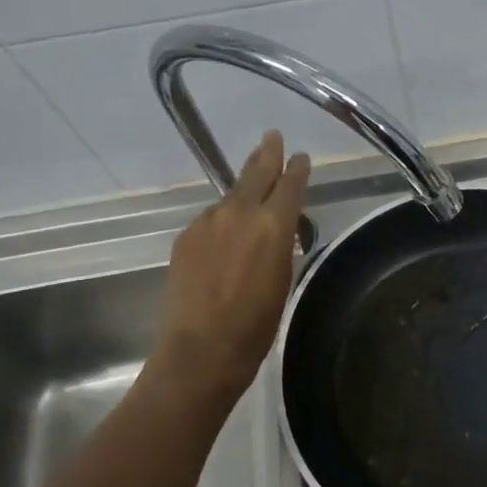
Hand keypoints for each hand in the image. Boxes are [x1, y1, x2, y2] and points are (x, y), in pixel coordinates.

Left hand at [154, 132, 309, 405]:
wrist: (202, 349)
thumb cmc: (257, 324)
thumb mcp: (283, 279)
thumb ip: (281, 245)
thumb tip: (276, 229)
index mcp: (273, 226)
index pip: (289, 184)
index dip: (296, 169)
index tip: (300, 157)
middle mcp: (238, 213)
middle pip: (255, 173)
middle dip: (266, 154)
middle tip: (271, 137)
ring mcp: (207, 223)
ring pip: (230, 197)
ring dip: (243, 190)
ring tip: (252, 185)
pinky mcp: (186, 237)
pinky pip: (211, 220)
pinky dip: (223, 220)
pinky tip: (225, 234)